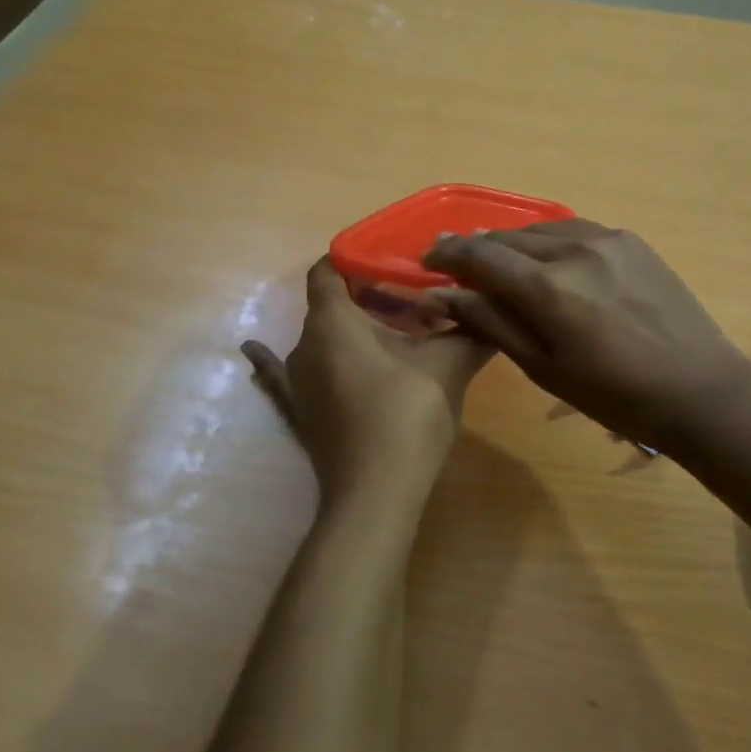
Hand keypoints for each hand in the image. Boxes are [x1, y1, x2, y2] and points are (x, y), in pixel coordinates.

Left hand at [243, 259, 491, 502]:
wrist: (377, 495)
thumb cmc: (407, 415)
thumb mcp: (448, 367)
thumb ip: (471, 331)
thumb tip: (497, 309)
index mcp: (333, 321)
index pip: (330, 268)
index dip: (358, 256)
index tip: (393, 257)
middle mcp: (304, 344)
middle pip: (331, 304)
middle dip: (370, 296)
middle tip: (416, 297)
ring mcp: (297, 382)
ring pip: (321, 339)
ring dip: (351, 331)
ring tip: (392, 330)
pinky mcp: (299, 414)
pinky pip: (283, 376)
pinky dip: (277, 360)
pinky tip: (252, 350)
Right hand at [421, 221, 750, 451]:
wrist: (698, 388)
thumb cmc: (614, 394)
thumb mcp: (543, 367)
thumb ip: (491, 323)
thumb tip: (442, 293)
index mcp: (549, 288)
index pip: (480, 255)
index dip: (447, 254)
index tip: (428, 260)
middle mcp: (574, 249)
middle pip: (508, 238)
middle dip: (478, 250)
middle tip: (459, 266)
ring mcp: (608, 239)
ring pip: (542, 228)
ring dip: (514, 244)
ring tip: (502, 263)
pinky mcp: (632, 240)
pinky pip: (576, 230)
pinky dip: (551, 241)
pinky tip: (550, 260)